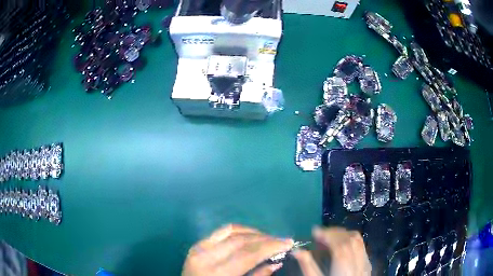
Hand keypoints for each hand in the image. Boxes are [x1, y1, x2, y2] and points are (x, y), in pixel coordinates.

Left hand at [182, 224, 293, 275]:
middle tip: (282, 240)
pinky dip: (238, 231)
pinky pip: (220, 231)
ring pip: (231, 231)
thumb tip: (276, 262)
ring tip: (268, 238)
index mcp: (216, 273)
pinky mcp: (197, 245)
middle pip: (241, 240)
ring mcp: (199, 247)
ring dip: (253, 232)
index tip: (288, 242)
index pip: (248, 254)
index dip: (270, 247)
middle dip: (265, 239)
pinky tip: (250, 235)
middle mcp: (206, 256)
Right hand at [293, 227, 370, 275]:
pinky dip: (351, 239)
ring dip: (343, 234)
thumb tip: (296, 251)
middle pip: (350, 239)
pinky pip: (361, 245)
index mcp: (344, 267)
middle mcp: (358, 262)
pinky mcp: (367, 264)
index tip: (314, 230)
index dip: (327, 234)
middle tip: (320, 234)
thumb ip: (308, 267)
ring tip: (329, 237)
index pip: (339, 244)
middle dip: (334, 232)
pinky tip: (342, 244)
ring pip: (358, 239)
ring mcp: (365, 262)